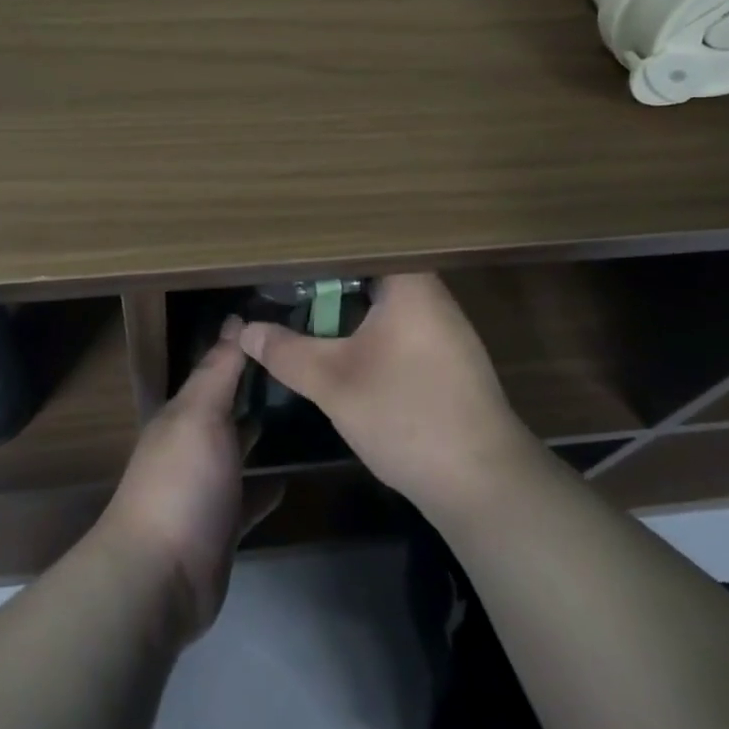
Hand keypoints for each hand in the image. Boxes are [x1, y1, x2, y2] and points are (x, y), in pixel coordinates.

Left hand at [93, 339, 277, 642]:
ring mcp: (206, 488)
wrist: (160, 577)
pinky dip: (266, 487)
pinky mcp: (222, 527)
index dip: (244, 347)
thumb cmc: (182, 482)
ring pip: (238, 451)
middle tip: (302, 368)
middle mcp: (192, 445)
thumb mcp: (201, 415)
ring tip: (304, 415)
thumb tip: (235, 319)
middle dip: (256, 388)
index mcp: (183, 413)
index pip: (216, 369)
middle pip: (227, 408)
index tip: (283, 327)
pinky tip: (291, 477)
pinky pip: (249, 498)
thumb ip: (219, 370)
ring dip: (260, 434)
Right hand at [228, 273, 532, 512]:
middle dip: (326, 283)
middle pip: (369, 274)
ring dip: (346, 312)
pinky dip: (368, 334)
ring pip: (383, 305)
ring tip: (303, 313)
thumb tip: (245, 330)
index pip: (357, 245)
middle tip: (283, 286)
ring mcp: (444, 329)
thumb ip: (286, 352)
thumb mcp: (333, 382)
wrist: (483, 484)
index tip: (283, 254)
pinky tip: (342, 351)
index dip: (317, 248)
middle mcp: (431, 295)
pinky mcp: (447, 361)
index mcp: (409, 283)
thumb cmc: (407, 415)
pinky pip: (398, 330)